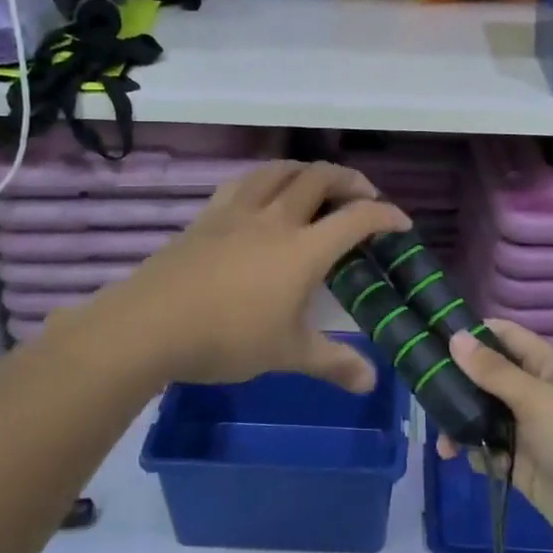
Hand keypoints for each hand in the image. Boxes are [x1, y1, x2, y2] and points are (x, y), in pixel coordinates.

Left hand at [100, 160, 408, 392]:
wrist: (151, 324)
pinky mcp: (208, 215)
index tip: (401, 222)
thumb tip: (371, 382)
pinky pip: (245, 182)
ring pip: (280, 170)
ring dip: (307, 170)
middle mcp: (276, 218)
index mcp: (304, 249)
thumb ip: (333, 363)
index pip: (357, 218)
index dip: (385, 215)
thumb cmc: (227, 338)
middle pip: (320, 178)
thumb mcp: (287, 354)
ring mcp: (238, 212)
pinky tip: (264, 194)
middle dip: (350, 180)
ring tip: (317, 184)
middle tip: (363, 195)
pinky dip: (267, 178)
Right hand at [440, 321, 552, 552]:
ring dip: (460, 422)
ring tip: (441, 437)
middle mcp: (535, 394)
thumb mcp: (538, 399)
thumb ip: (494, 372)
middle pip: (487, 378)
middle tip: (421, 390)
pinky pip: (490, 452)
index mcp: (546, 367)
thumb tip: (456, 337)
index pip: (504, 336)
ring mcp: (529, 432)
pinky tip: (460, 459)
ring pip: (484, 417)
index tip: (430, 334)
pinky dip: (474, 453)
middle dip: (456, 383)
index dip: (471, 332)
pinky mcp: (523, 468)